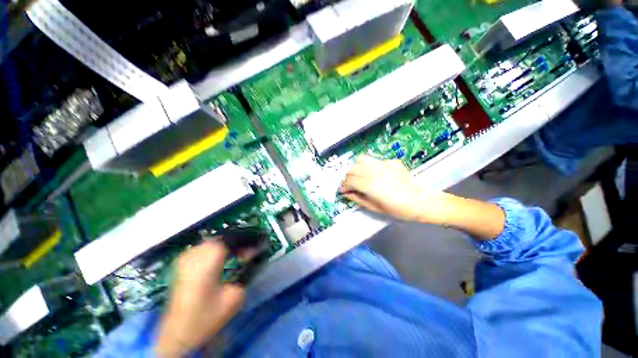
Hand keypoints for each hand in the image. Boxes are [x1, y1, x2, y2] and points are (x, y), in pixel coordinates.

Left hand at [155, 241, 244, 357]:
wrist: (178, 334)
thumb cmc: (207, 316)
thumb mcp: (234, 296)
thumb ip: (245, 271)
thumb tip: (252, 255)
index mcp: (209, 260)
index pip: (231, 239)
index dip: (245, 240)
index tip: (255, 247)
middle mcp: (195, 254)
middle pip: (222, 238)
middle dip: (236, 243)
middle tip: (246, 253)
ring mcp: (185, 258)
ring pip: (212, 242)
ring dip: (226, 246)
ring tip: (235, 255)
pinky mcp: (181, 264)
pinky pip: (202, 249)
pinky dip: (214, 250)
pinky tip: (220, 259)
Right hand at [339, 155, 449, 223]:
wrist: (424, 201)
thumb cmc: (400, 210)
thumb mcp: (377, 209)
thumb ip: (359, 199)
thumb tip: (346, 193)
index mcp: (375, 187)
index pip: (352, 180)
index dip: (344, 185)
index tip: (342, 190)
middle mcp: (379, 172)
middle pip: (354, 168)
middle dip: (348, 177)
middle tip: (348, 185)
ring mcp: (386, 164)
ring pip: (361, 160)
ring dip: (355, 169)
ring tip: (356, 177)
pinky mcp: (392, 161)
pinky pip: (373, 160)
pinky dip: (366, 166)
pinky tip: (370, 174)